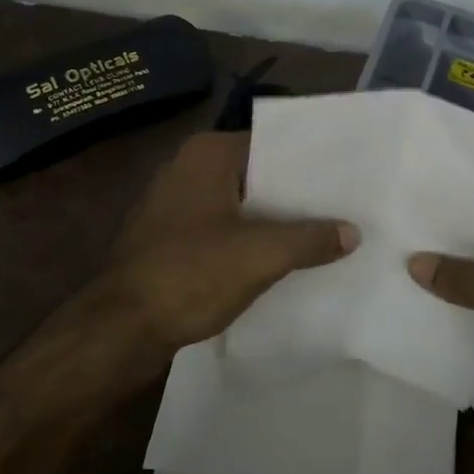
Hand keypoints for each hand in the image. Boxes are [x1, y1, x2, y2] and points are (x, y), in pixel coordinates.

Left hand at [91, 131, 356, 356]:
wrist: (120, 328)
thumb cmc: (191, 274)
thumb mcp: (261, 255)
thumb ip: (311, 239)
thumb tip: (353, 232)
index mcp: (207, 154)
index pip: (272, 145)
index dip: (311, 163)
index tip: (347, 177)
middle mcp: (187, 168)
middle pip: (257, 176)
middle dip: (296, 195)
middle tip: (344, 207)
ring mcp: (174, 204)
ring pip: (240, 205)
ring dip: (274, 220)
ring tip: (324, 233)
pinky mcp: (169, 238)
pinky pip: (222, 229)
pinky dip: (249, 240)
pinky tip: (281, 259)